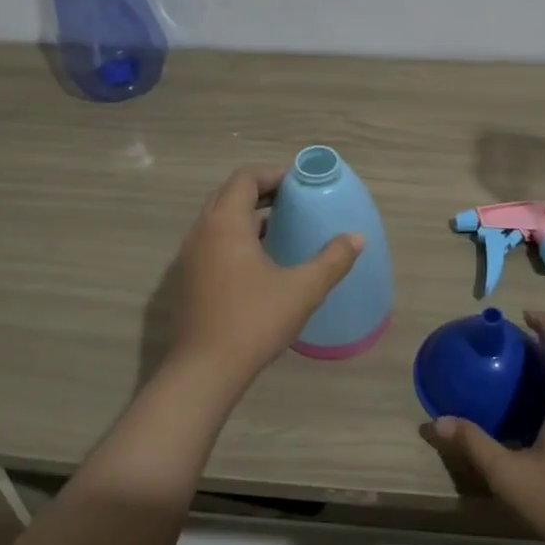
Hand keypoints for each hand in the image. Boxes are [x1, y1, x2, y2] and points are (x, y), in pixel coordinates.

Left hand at [168, 163, 362, 392]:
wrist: (204, 370)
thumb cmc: (254, 321)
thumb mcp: (303, 289)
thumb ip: (332, 260)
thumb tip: (356, 238)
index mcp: (225, 224)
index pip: (245, 178)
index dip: (273, 174)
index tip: (300, 183)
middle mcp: (201, 232)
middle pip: (229, 195)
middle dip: (261, 192)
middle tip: (293, 201)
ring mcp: (190, 258)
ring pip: (218, 221)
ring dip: (248, 216)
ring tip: (281, 228)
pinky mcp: (188, 281)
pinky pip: (213, 243)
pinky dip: (236, 239)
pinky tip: (261, 263)